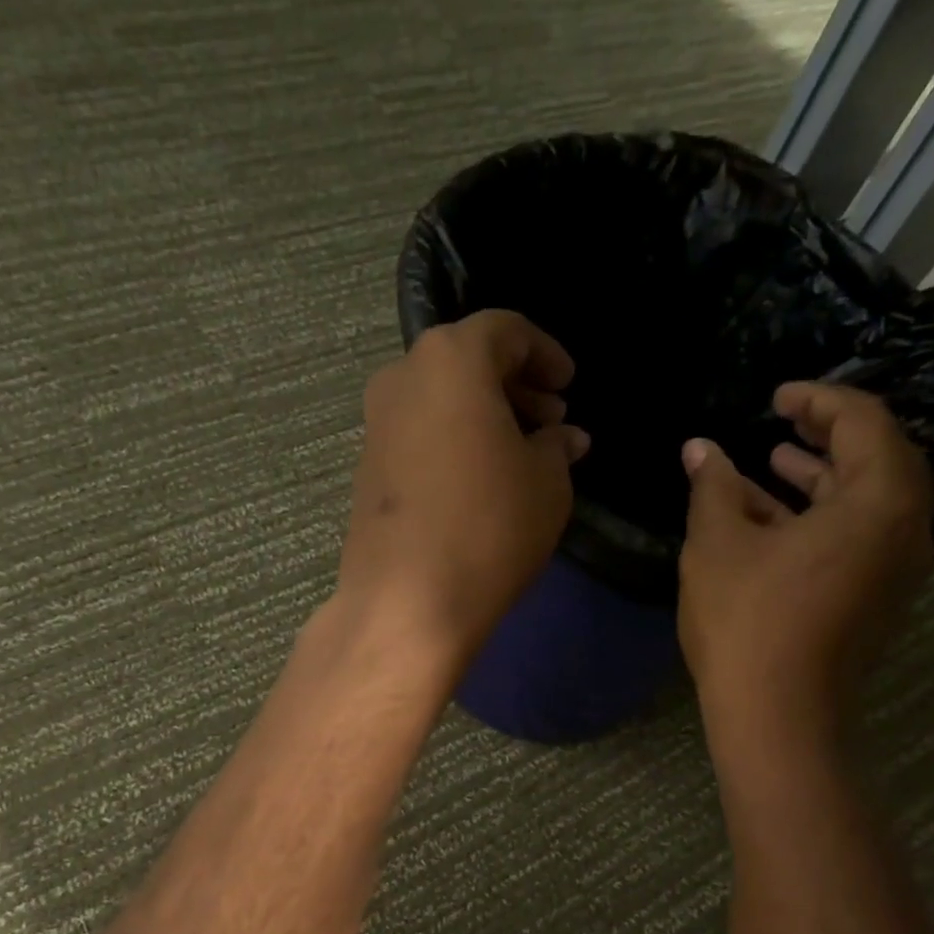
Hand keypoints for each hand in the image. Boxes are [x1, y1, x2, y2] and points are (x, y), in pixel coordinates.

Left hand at [334, 310, 588, 673]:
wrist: (407, 602)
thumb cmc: (489, 527)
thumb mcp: (547, 482)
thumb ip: (557, 446)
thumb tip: (564, 437)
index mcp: (450, 359)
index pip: (505, 331)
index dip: (545, 354)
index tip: (568, 387)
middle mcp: (402, 378)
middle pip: (466, 362)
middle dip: (514, 386)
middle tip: (551, 422)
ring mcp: (375, 425)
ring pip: (439, 400)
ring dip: (483, 417)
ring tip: (520, 455)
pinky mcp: (365, 470)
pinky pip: (419, 436)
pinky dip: (452, 442)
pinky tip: (478, 481)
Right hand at [678, 382, 933, 745]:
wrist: (777, 716)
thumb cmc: (747, 621)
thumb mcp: (718, 544)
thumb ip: (713, 486)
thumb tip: (699, 448)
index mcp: (879, 501)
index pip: (864, 422)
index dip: (818, 400)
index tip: (775, 396)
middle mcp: (905, 530)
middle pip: (876, 460)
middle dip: (825, 436)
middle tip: (780, 422)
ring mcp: (895, 570)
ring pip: (865, 503)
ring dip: (819, 479)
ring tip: (771, 463)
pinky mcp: (876, 600)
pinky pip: (858, 538)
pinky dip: (820, 518)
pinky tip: (771, 521)